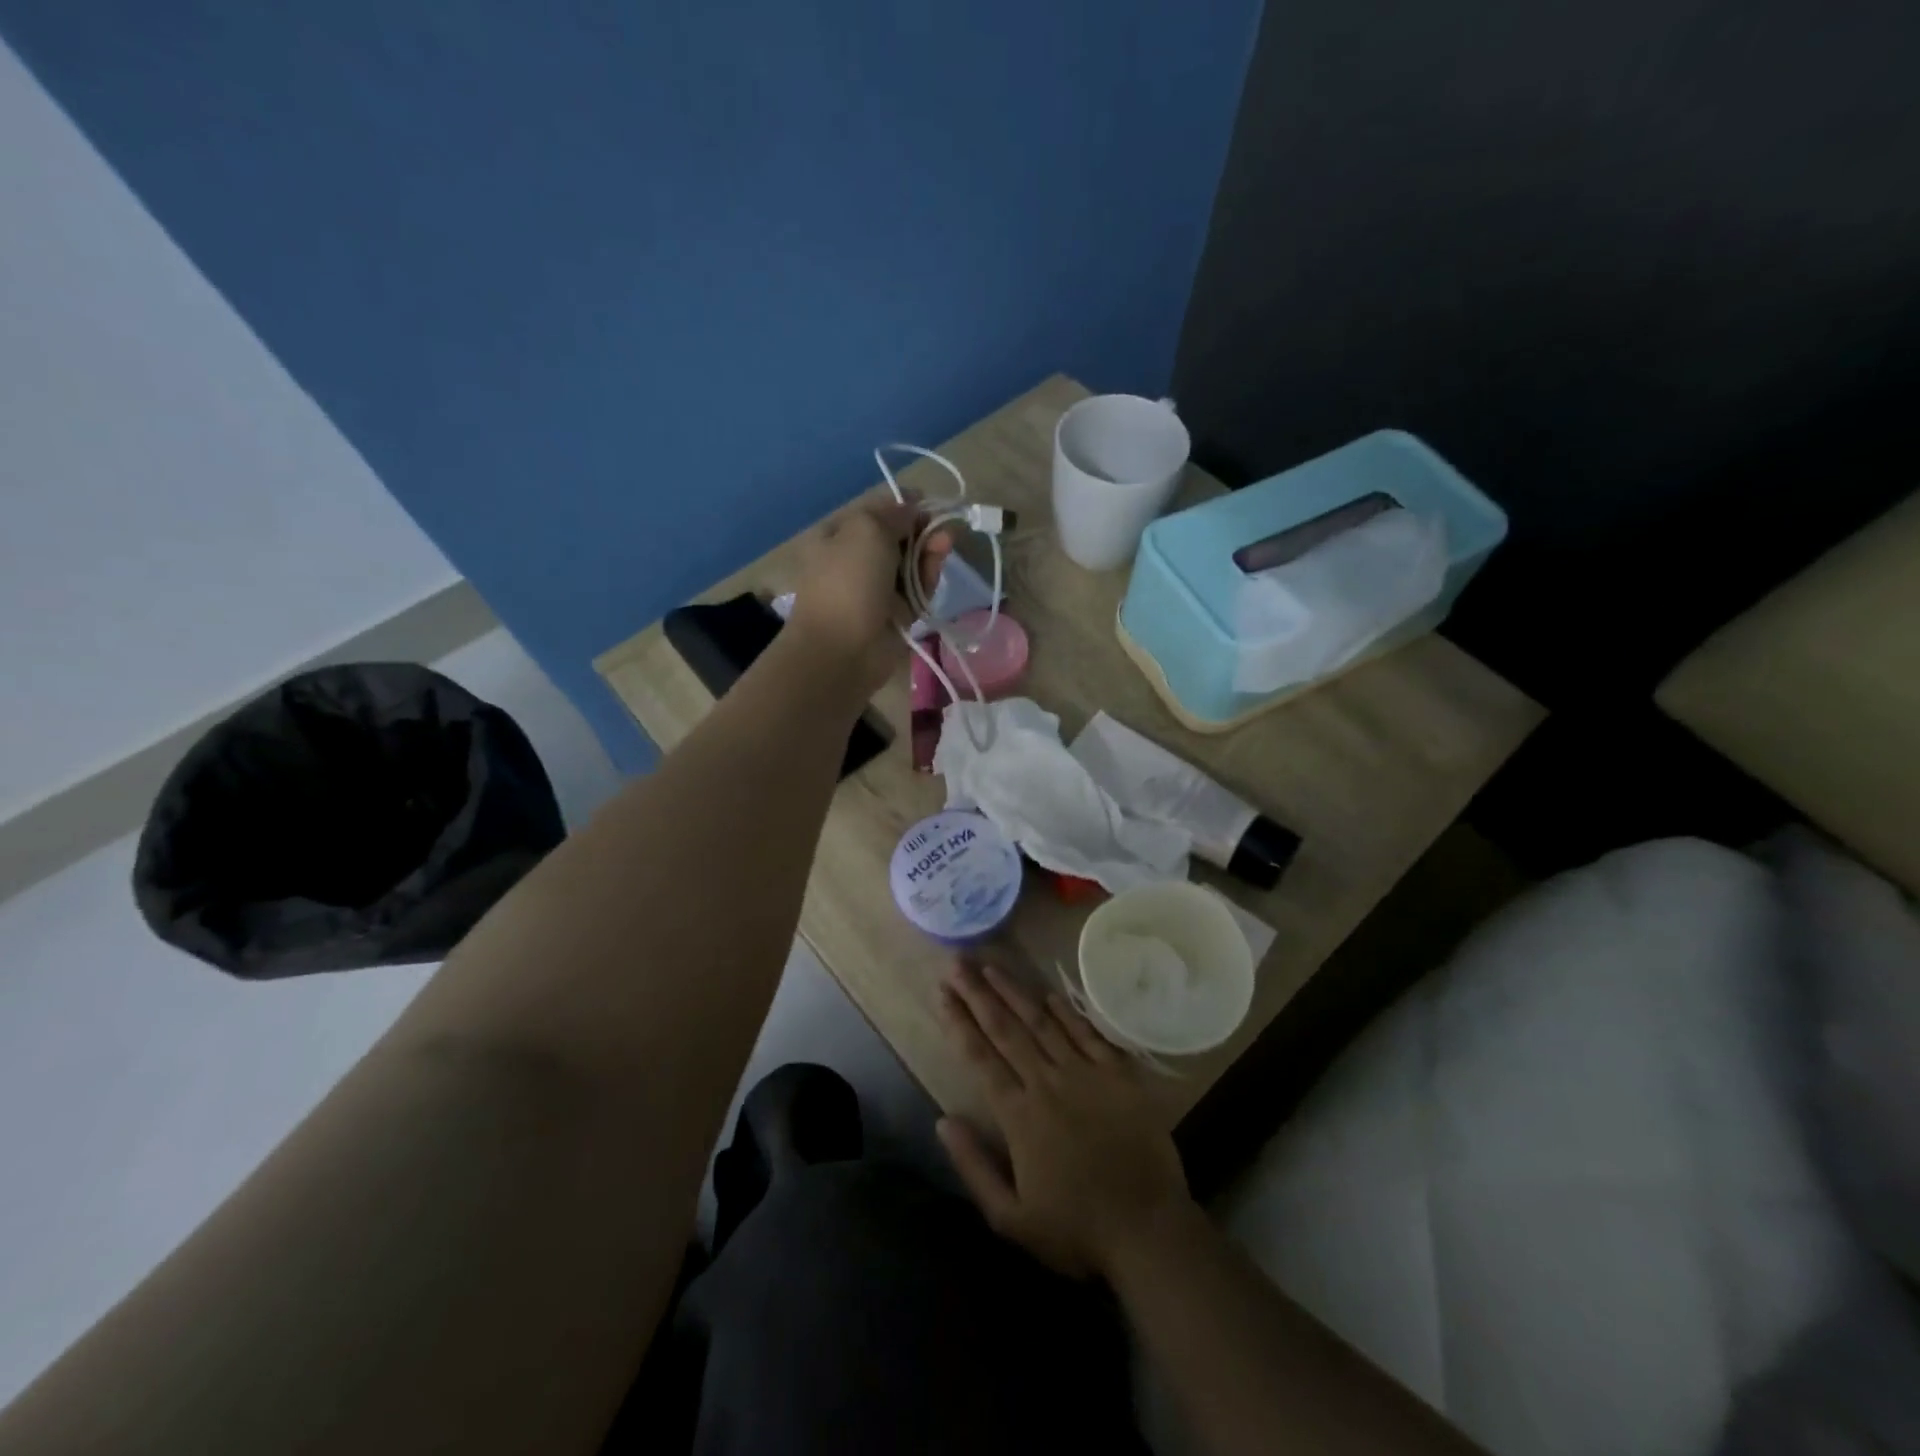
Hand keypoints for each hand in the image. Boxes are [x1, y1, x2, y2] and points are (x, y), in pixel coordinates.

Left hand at [788, 494, 949, 695]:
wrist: (843, 649)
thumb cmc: (848, 581)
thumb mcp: (866, 530)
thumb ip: (893, 513)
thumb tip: (910, 507)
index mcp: (837, 535)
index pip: (876, 512)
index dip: (904, 505)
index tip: (929, 503)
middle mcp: (855, 560)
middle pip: (898, 537)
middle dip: (922, 529)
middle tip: (944, 528)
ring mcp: (876, 589)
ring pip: (911, 563)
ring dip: (929, 552)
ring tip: (945, 545)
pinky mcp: (896, 613)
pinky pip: (917, 589)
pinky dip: (928, 578)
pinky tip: (936, 569)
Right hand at [937, 963, 1192, 1280]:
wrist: (1148, 1230)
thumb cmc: (1076, 1229)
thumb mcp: (1011, 1218)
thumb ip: (973, 1167)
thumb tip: (942, 1120)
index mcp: (1019, 1115)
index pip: (980, 1056)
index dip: (959, 1022)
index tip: (942, 993)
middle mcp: (1047, 1083)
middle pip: (1006, 1029)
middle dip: (978, 994)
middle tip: (958, 963)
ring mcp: (1085, 1074)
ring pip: (1042, 1022)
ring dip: (1014, 991)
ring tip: (992, 965)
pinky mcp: (1118, 1074)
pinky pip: (1088, 1033)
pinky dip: (1067, 1011)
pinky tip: (1049, 993)